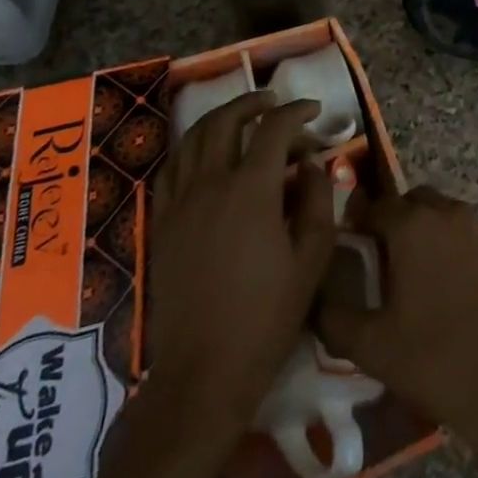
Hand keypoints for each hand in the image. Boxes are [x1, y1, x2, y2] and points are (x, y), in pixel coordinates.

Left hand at [56, 92, 333, 477]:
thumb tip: (312, 164)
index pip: (274, 129)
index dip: (297, 112)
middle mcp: (210, 185)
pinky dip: (191, 149)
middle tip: (275, 104)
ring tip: (241, 119)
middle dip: (253, 104)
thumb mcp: (312, 257)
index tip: (314, 110)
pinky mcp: (160, 224)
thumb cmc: (267, 316)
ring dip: (220, 120)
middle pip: (225, 121)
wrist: (204, 373)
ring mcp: (179, 203)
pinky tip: (206, 156)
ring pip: (192, 139)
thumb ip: (316, 199)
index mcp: (251, 190)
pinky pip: (172, 169)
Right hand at [316, 186, 477, 477]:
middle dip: (399, 222)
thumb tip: (316, 300)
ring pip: (450, 218)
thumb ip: (335, 318)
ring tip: (428, 282)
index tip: (352, 245)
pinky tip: (465, 294)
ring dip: (434, 236)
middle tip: (389, 263)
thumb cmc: (438, 361)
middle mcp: (450, 213)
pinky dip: (465, 252)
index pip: (376, 206)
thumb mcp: (373, 348)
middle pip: (416, 202)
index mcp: (412, 226)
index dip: (361, 222)